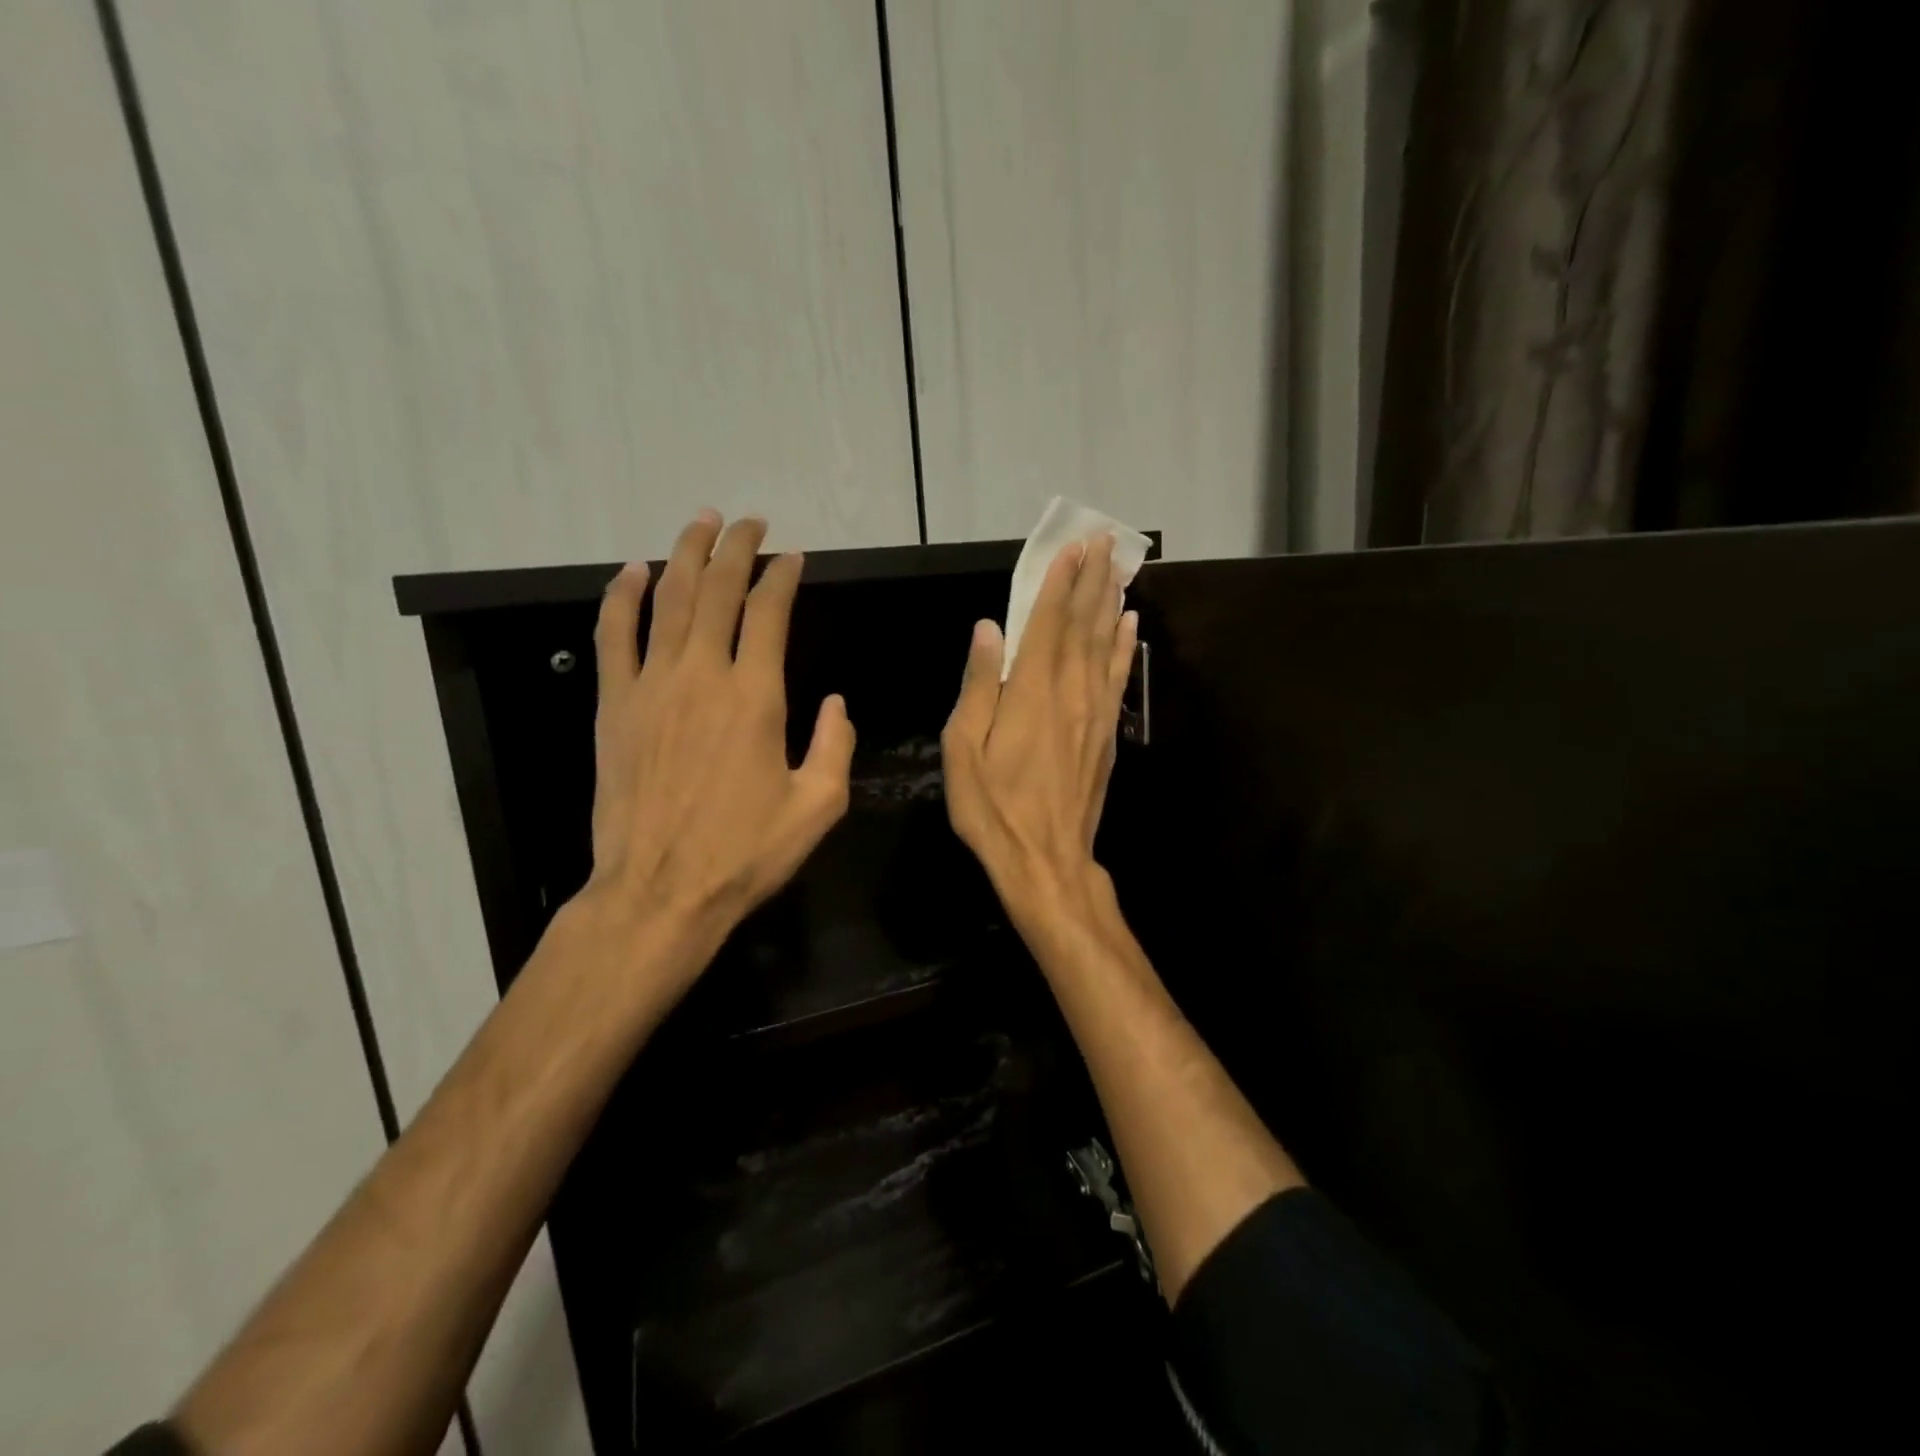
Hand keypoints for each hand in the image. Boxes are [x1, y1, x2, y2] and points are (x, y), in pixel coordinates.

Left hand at [577, 512, 854, 977]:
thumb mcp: (818, 807)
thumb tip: (835, 702)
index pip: (769, 612)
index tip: (791, 557)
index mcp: (757, 697)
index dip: (782, 576)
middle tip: (749, 522)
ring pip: (667, 600)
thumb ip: (835, 746)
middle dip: (735, 548)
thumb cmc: (744, 854)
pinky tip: (631, 571)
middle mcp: (704, 676)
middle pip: (717, 590)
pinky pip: (614, 636)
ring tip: (700, 523)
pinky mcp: (615, 706)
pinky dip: (622, 597)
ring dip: (684, 554)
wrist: (660, 892)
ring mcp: (652, 687)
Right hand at [941, 532, 1137, 915]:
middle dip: (1092, 579)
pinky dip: (1125, 646)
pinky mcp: (1108, 733)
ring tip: (1120, 568)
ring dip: (1111, 602)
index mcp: (1031, 691)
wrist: (1045, 859)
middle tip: (1104, 540)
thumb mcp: (963, 748)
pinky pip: (1118, 677)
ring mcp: (1095, 712)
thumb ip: (979, 684)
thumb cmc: (993, 806)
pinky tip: (1130, 625)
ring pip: (1106, 644)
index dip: (1059, 582)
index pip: (1047, 622)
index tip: (1071, 548)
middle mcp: (1070, 691)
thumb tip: (987, 629)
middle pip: (1083, 624)